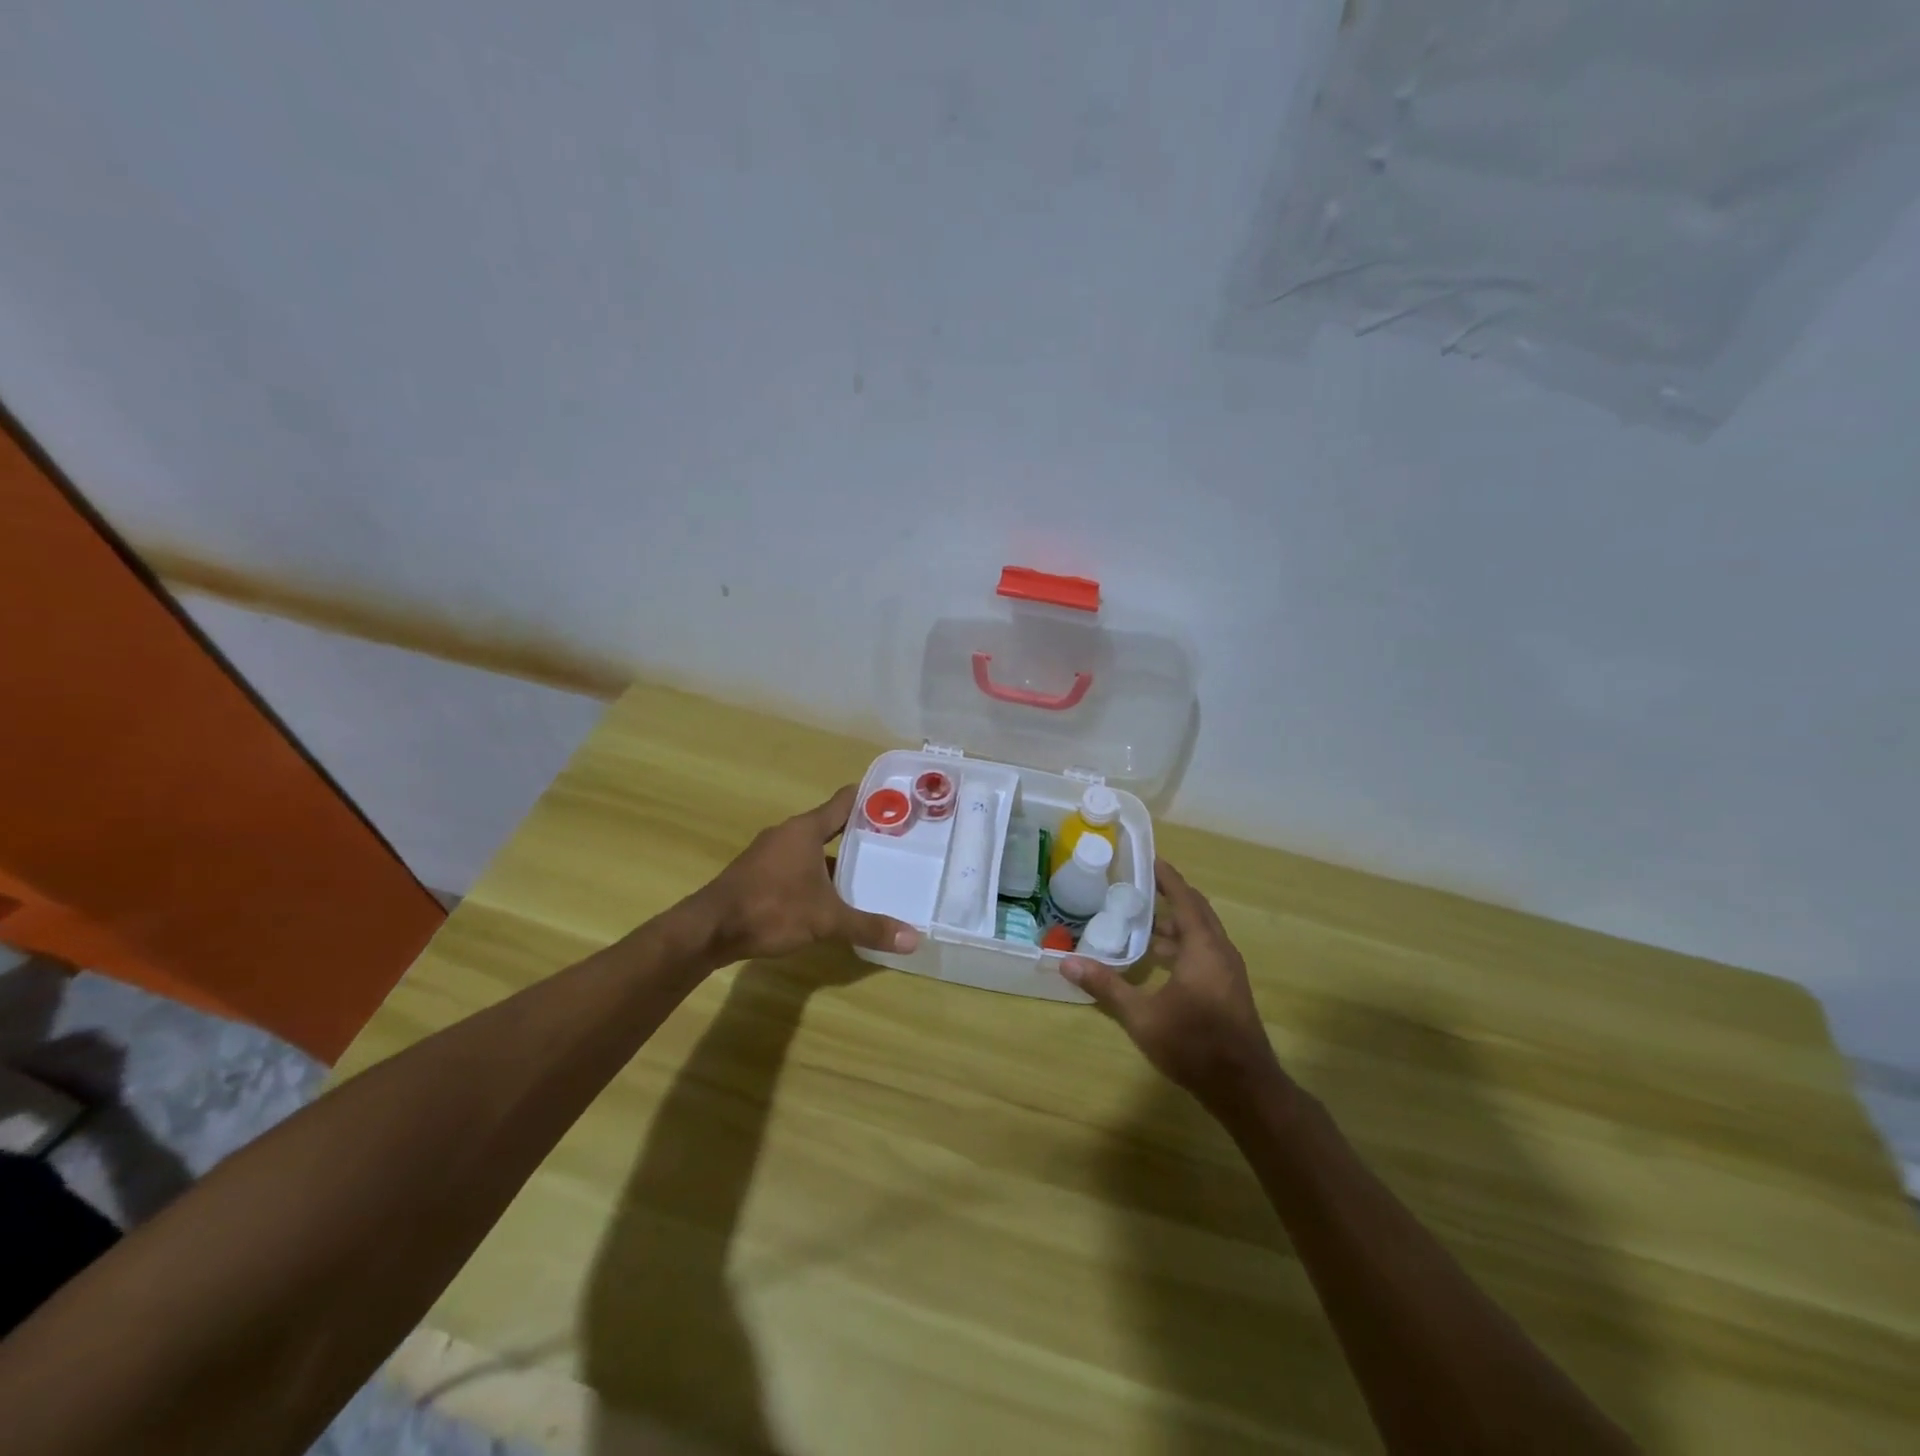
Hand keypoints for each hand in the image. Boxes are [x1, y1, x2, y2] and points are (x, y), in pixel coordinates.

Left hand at [686, 785, 921, 963]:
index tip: (896, 801)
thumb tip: (913, 939)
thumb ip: (868, 926)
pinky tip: (830, 896)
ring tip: (867, 872)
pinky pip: (795, 865)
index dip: (870, 800)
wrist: (709, 930)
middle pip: (830, 825)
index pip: (844, 802)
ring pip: (811, 849)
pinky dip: (815, 874)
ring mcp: (768, 853)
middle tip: (893, 843)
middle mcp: (787, 834)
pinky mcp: (757, 873)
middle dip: (859, 834)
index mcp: (805, 830)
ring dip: (835, 858)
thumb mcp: (826, 920)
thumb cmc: (771, 909)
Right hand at [1063, 860, 1283, 1109]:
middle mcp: (1220, 951)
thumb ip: (1106, 986)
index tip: (1148, 859)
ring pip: (1201, 934)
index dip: (1167, 878)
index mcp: (1203, 947)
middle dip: (1170, 896)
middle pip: (1196, 911)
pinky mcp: (1228, 989)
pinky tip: (1157, 959)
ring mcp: (1228, 972)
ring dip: (1174, 924)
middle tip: (1138, 886)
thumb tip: (1067, 962)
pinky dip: (1182, 944)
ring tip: (1140, 921)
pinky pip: (1203, 951)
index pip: (1185, 898)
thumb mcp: (1142, 1016)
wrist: (1244, 1088)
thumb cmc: (1194, 1044)